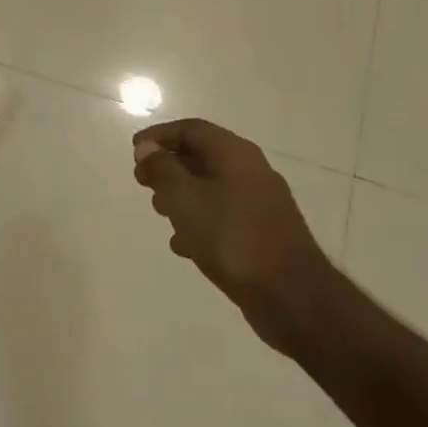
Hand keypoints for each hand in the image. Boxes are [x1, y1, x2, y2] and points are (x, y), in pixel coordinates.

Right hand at [132, 118, 339, 356]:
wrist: (292, 297)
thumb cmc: (232, 237)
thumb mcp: (185, 198)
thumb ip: (162, 169)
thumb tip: (147, 147)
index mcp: (236, 155)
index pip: (192, 129)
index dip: (160, 135)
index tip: (135, 151)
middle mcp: (251, 172)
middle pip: (202, 156)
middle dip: (168, 166)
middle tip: (143, 182)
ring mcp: (261, 205)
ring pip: (211, 188)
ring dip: (181, 195)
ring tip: (160, 213)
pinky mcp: (263, 235)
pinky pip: (223, 217)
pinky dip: (200, 222)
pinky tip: (183, 245)